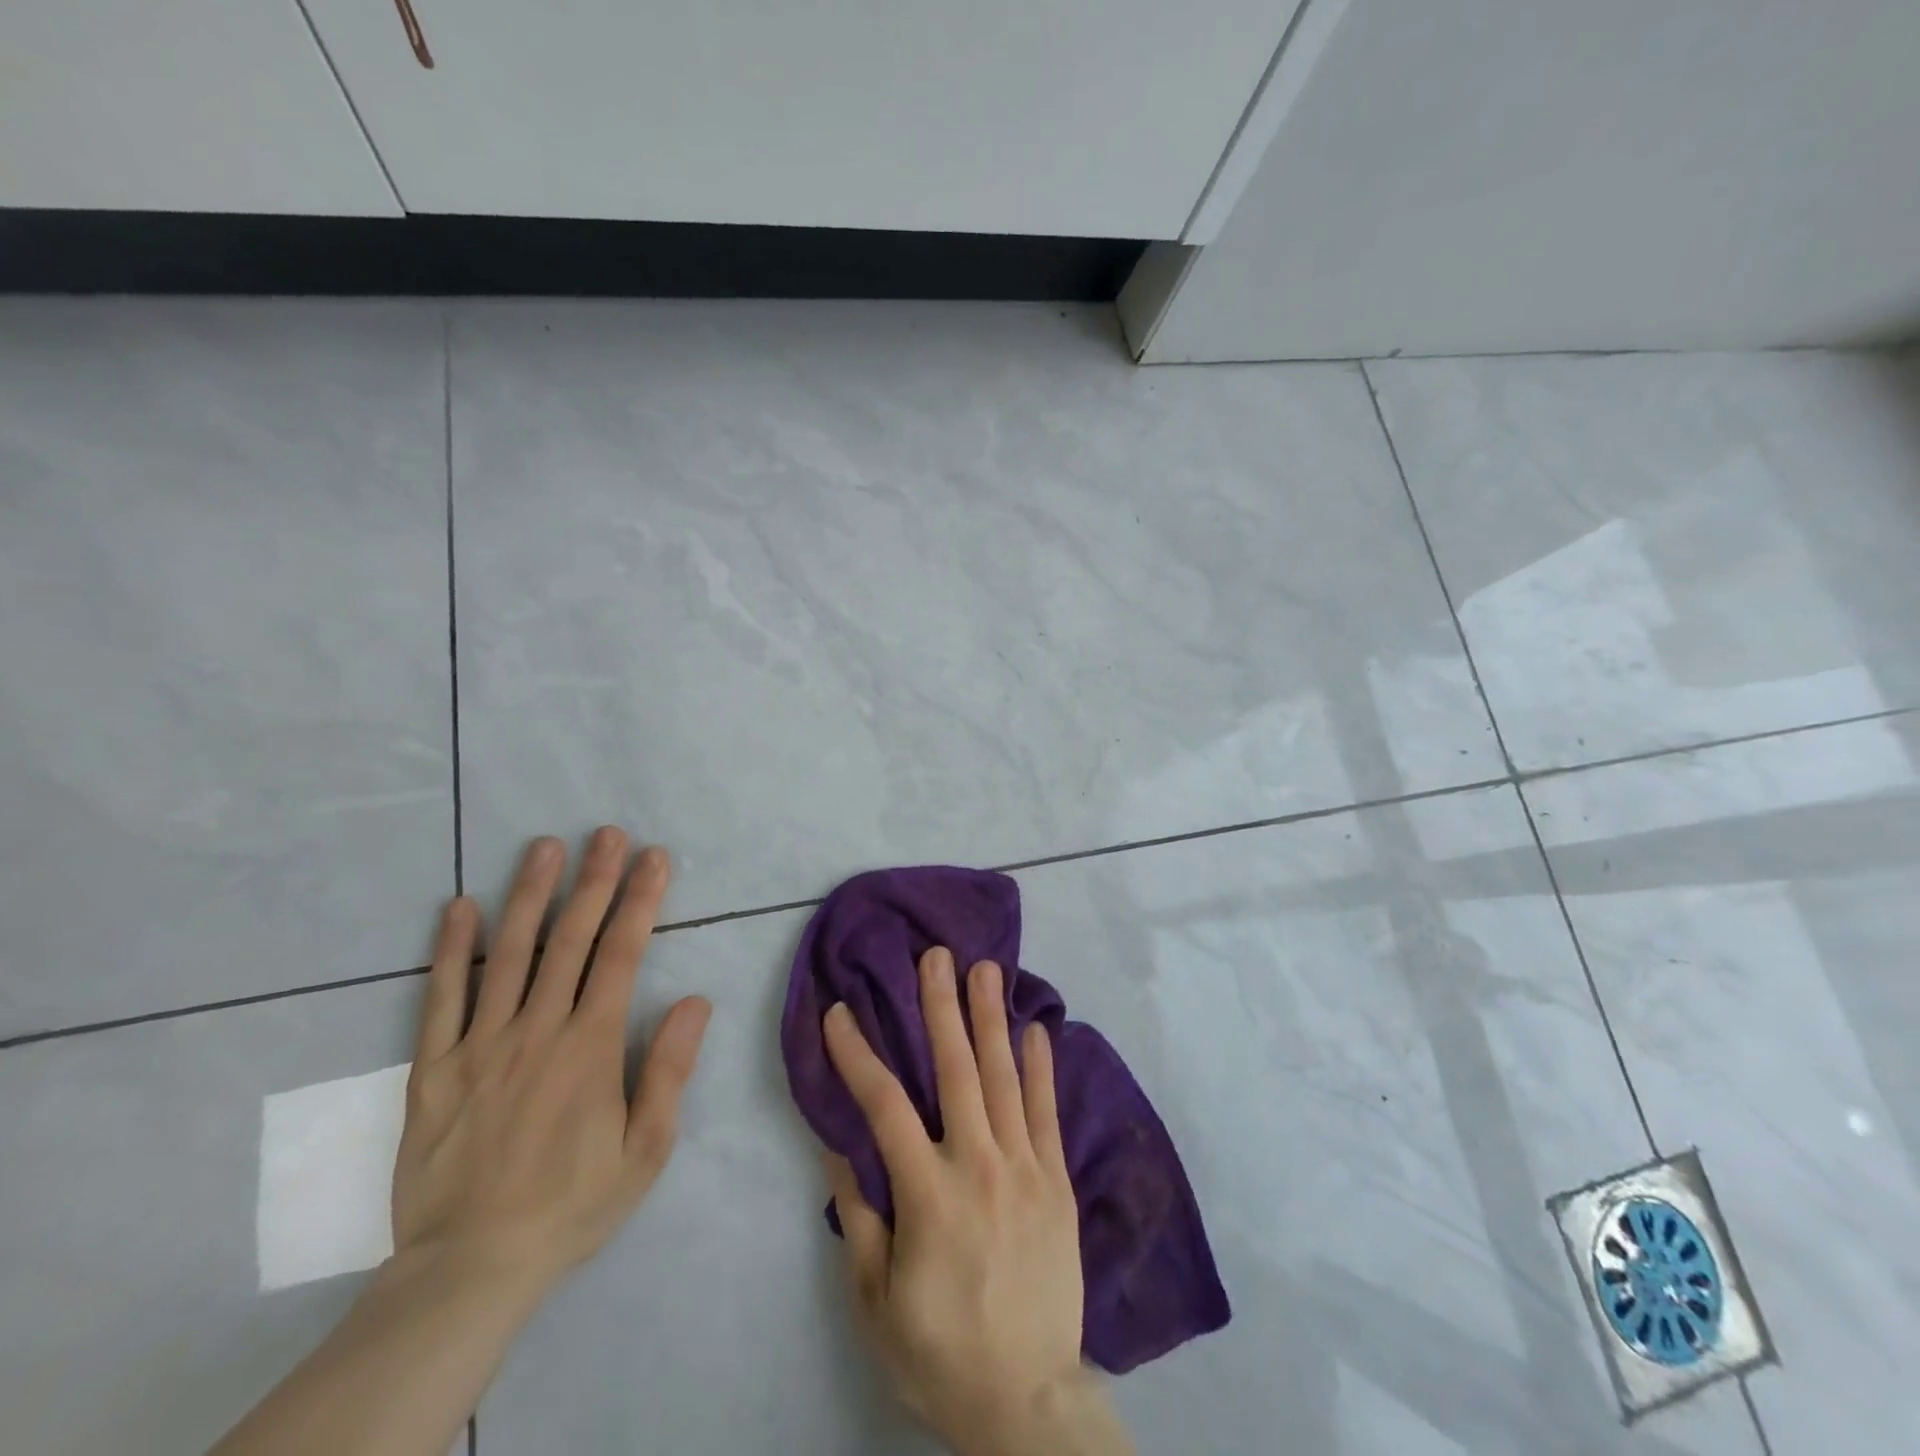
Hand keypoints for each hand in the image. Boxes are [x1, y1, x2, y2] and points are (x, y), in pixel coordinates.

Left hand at [394, 827, 712, 1293]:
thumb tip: (696, 1000)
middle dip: (594, 881)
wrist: (470, 1268)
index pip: (622, 955)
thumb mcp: (645, 1149)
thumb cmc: (572, 1204)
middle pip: (570, 940)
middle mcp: (537, 1030)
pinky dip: (450, 950)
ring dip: (529, 895)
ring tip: (543, 846)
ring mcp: (481, 1045)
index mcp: (590, 1046)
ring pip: (508, 955)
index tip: (654, 858)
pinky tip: (459, 907)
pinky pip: (440, 999)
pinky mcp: (434, 1069)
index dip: (641, 900)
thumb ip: (669, 1070)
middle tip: (607, 833)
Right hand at [822, 948, 1132, 1455]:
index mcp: (929, 1195)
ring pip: (1005, 1078)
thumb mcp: (876, 1304)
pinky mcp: (1058, 1182)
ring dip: (992, 1018)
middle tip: (935, 955)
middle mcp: (980, 1166)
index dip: (858, 1054)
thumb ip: (860, 1220)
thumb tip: (837, 1149)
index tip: (839, 1012)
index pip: (885, 1106)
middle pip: (957, 1070)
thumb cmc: (940, 1353)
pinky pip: (1048, 1113)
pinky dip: (1042, 1067)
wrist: (1028, 1402)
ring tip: (986, 968)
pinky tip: (1037, 1029)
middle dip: (941, 1007)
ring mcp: (1026, 1169)